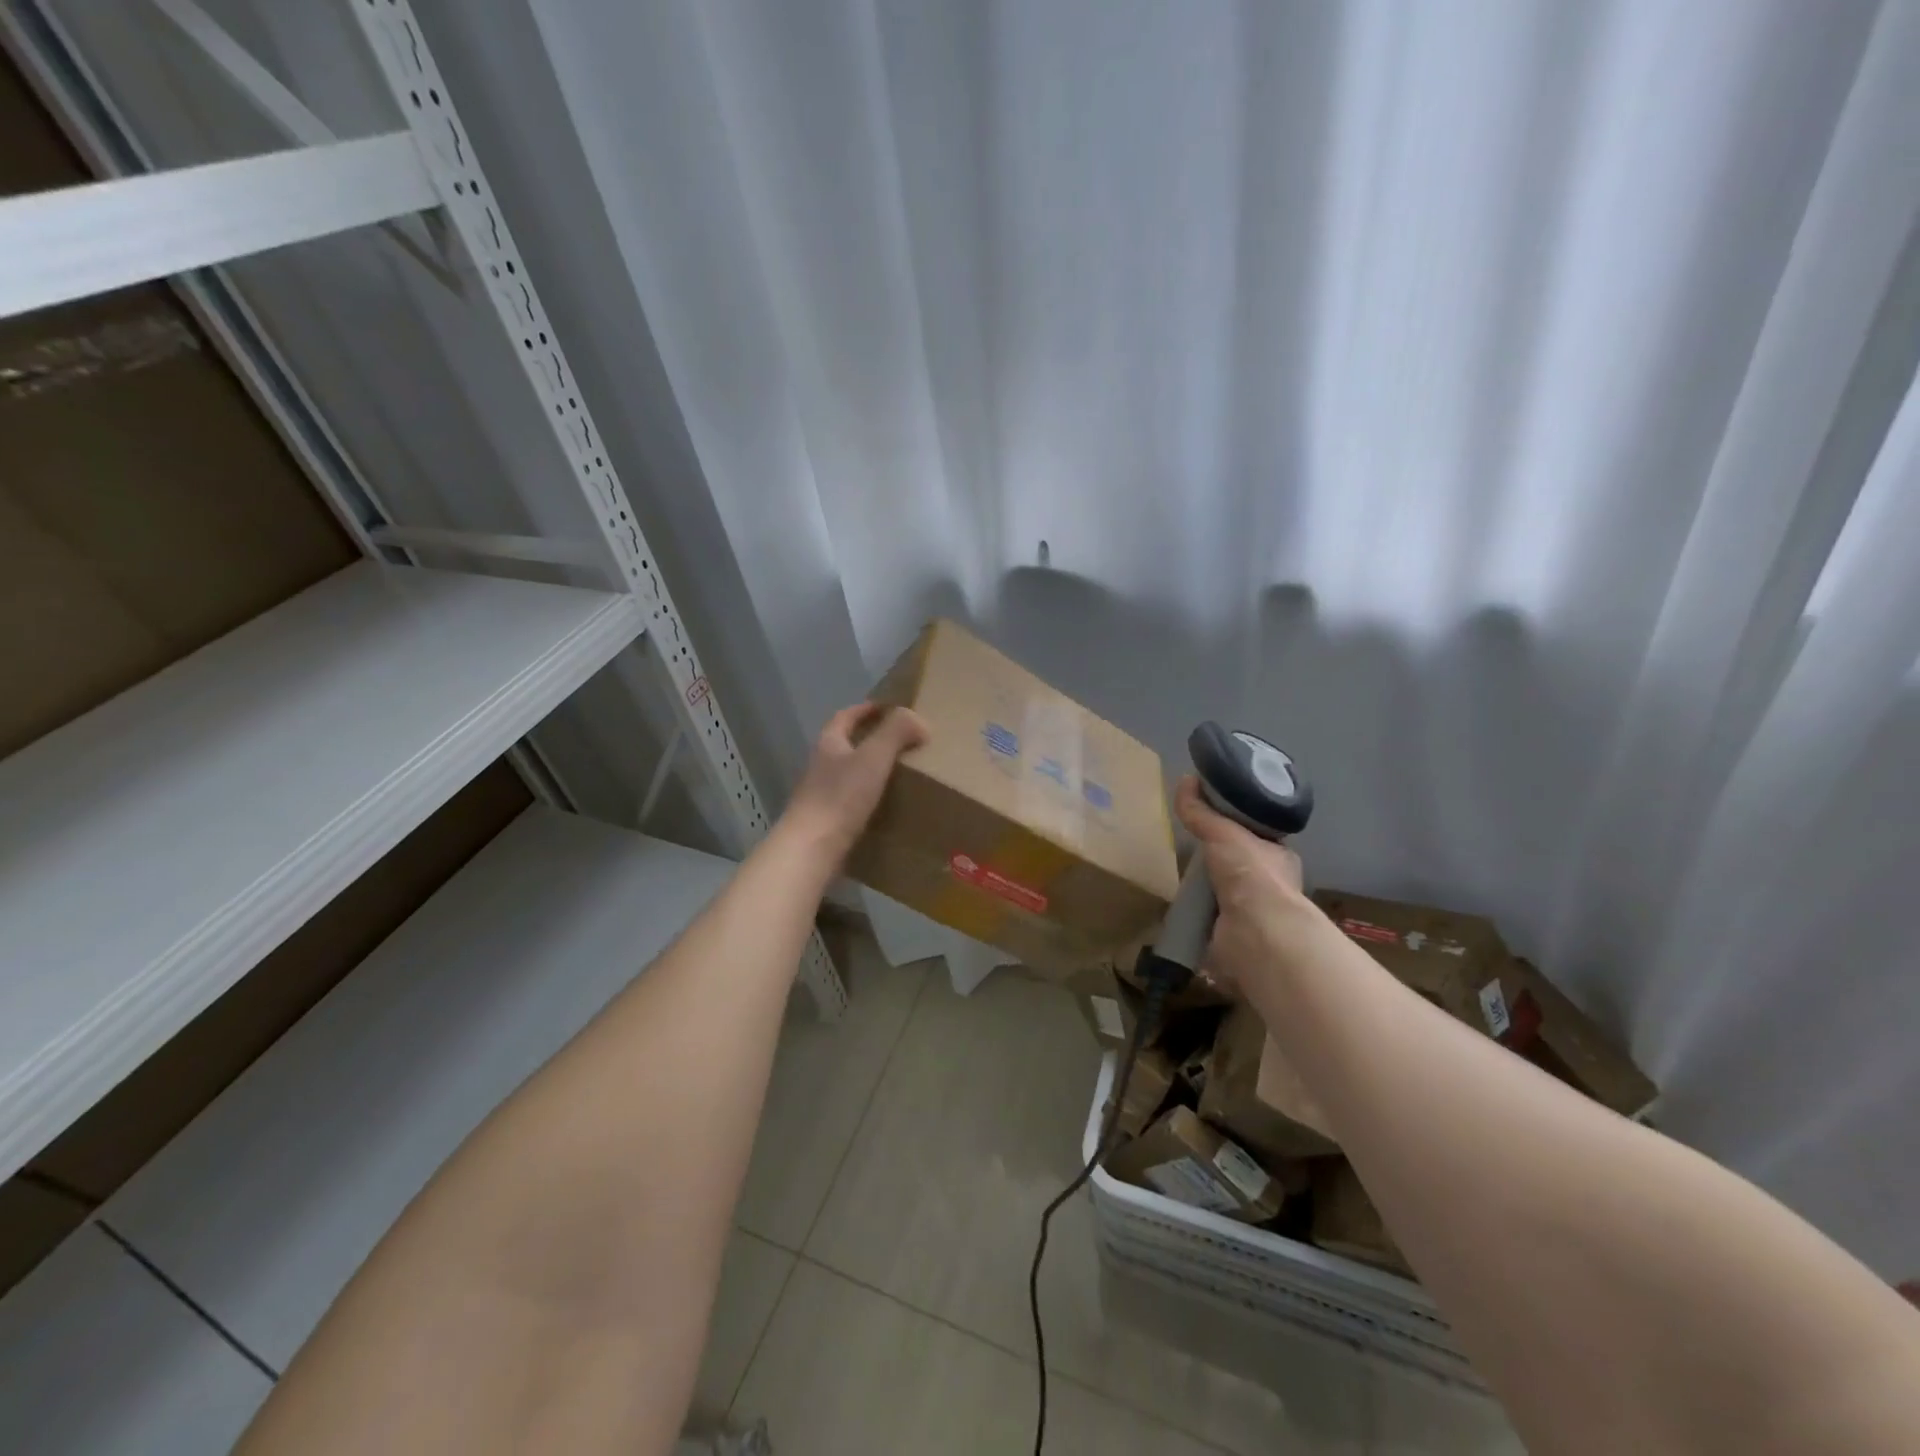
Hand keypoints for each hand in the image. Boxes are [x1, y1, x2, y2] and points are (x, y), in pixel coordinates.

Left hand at [781, 703, 929, 862]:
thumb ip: (896, 732)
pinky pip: (852, 799)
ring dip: (871, 769)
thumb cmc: (841, 796)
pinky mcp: (827, 819)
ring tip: (900, 772)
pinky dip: (869, 796)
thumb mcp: (874, 756)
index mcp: (829, 743)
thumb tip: (919, 720)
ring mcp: (821, 793)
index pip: (846, 716)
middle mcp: (821, 764)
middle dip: (871, 738)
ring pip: (849, 772)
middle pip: (846, 743)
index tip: (889, 707)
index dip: (866, 709)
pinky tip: (887, 805)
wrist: (812, 847)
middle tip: (902, 741)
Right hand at [1174, 775, 1309, 993]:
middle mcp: (1269, 884)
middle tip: (1189, 847)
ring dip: (1204, 888)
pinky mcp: (1230, 935)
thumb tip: (1184, 779)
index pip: (1256, 835)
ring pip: (1223, 892)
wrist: (1255, 930)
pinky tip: (1177, 906)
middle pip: (1238, 864)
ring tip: (1179, 876)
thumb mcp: (1223, 831)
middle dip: (1216, 858)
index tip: (1210, 818)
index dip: (1235, 826)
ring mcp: (1251, 912)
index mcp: (1278, 856)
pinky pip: (1207, 918)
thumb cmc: (1251, 873)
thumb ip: (1202, 811)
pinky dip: (1193, 913)